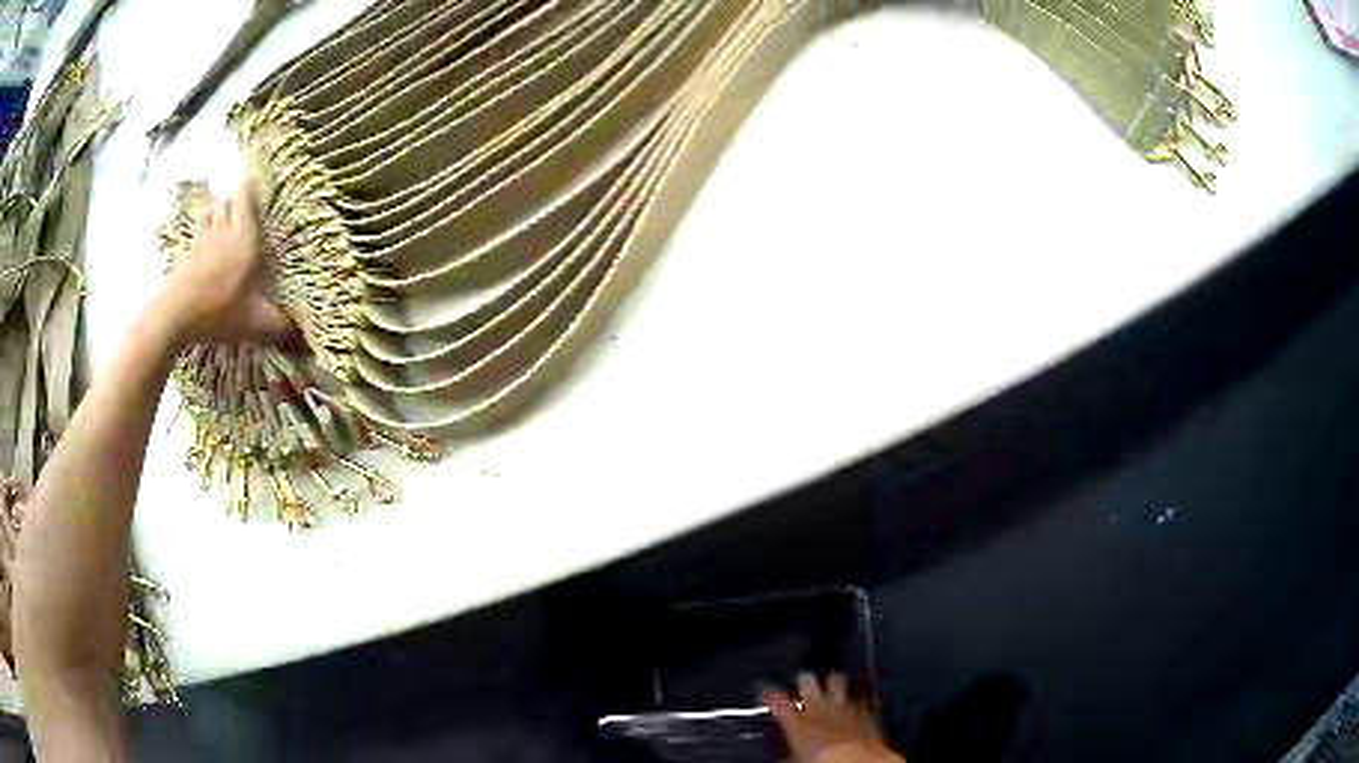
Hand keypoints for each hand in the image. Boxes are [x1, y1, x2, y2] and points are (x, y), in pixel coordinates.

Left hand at [150, 180, 293, 347]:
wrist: (173, 317)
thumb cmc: (218, 312)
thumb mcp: (256, 323)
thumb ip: (280, 325)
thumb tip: (303, 333)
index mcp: (245, 235)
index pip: (247, 194)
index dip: (252, 184)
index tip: (259, 181)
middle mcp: (223, 229)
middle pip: (227, 199)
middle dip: (235, 200)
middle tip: (244, 208)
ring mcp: (200, 239)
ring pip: (210, 211)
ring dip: (217, 212)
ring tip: (224, 222)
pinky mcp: (184, 253)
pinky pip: (195, 233)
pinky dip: (200, 234)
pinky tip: (203, 248)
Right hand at [763, 673, 903, 762]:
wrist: (856, 760)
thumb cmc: (821, 761)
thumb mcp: (794, 759)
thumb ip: (788, 749)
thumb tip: (784, 755)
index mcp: (796, 720)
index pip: (777, 700)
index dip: (770, 693)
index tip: (767, 691)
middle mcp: (819, 708)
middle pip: (808, 683)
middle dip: (804, 680)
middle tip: (802, 679)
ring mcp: (844, 707)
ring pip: (837, 682)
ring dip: (833, 681)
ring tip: (831, 677)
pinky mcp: (866, 711)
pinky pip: (861, 697)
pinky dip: (857, 696)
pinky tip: (858, 696)